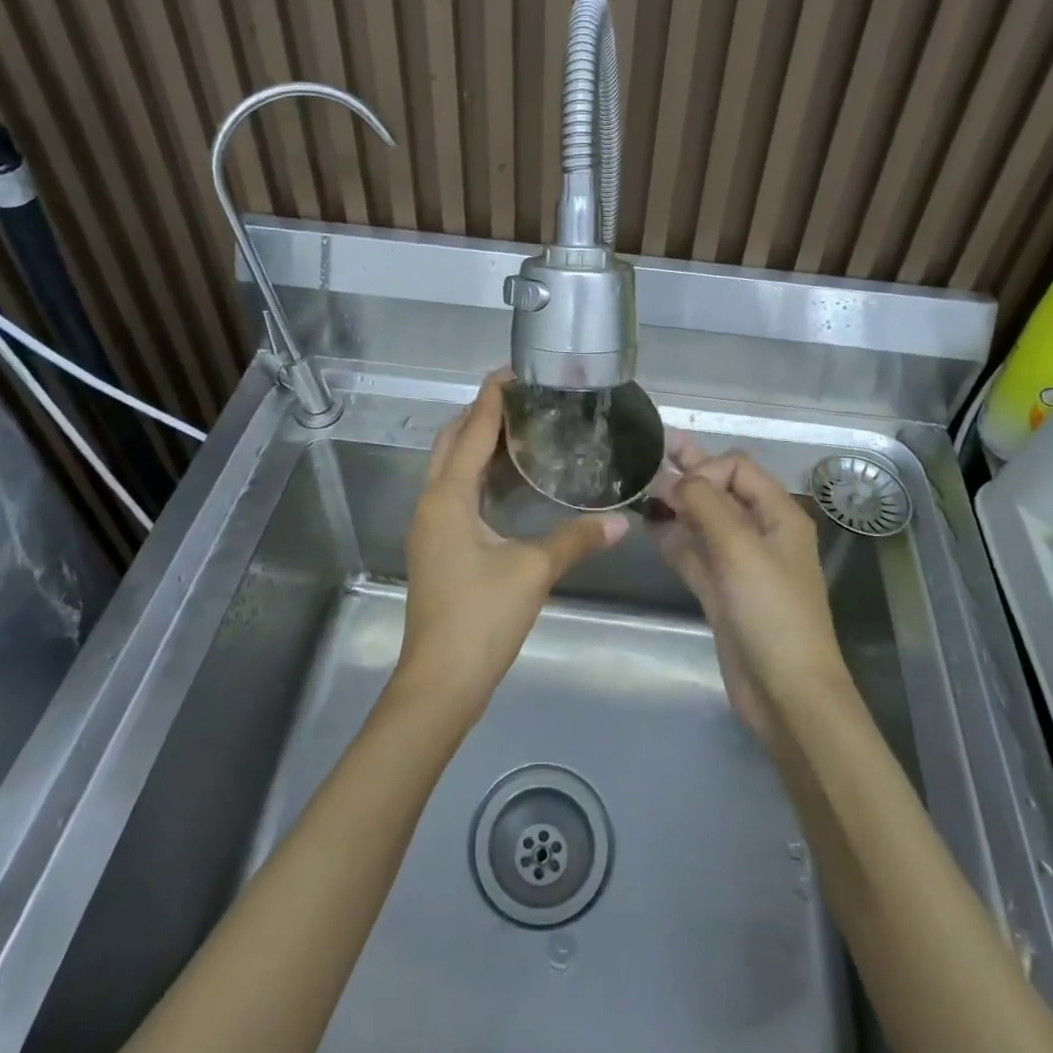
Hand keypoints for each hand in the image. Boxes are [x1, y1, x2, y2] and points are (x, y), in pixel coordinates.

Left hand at [398, 371, 625, 722]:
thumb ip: (576, 539)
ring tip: (521, 430)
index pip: (472, 431)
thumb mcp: (533, 572)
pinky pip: (453, 491)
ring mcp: (430, 526)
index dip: (492, 398)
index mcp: (449, 497)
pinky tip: (509, 481)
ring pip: (449, 467)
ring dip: (477, 443)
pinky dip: (477, 474)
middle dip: (481, 414)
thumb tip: (622, 523)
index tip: (513, 371)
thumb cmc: (481, 618)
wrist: (439, 682)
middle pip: (452, 441)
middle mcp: (432, 503)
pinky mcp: (436, 546)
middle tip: (524, 400)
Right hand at [651, 440, 843, 741]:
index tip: (678, 489)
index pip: (738, 469)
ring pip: (704, 522)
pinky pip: (695, 553)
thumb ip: (705, 503)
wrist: (787, 692)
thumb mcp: (739, 547)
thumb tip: (674, 479)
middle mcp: (760, 532)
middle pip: (720, 490)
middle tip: (650, 451)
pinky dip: (675, 538)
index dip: (706, 468)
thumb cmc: (770, 611)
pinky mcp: (722, 591)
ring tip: (639, 489)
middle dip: (688, 471)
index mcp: (778, 515)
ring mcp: (740, 563)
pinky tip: (650, 527)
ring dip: (676, 505)